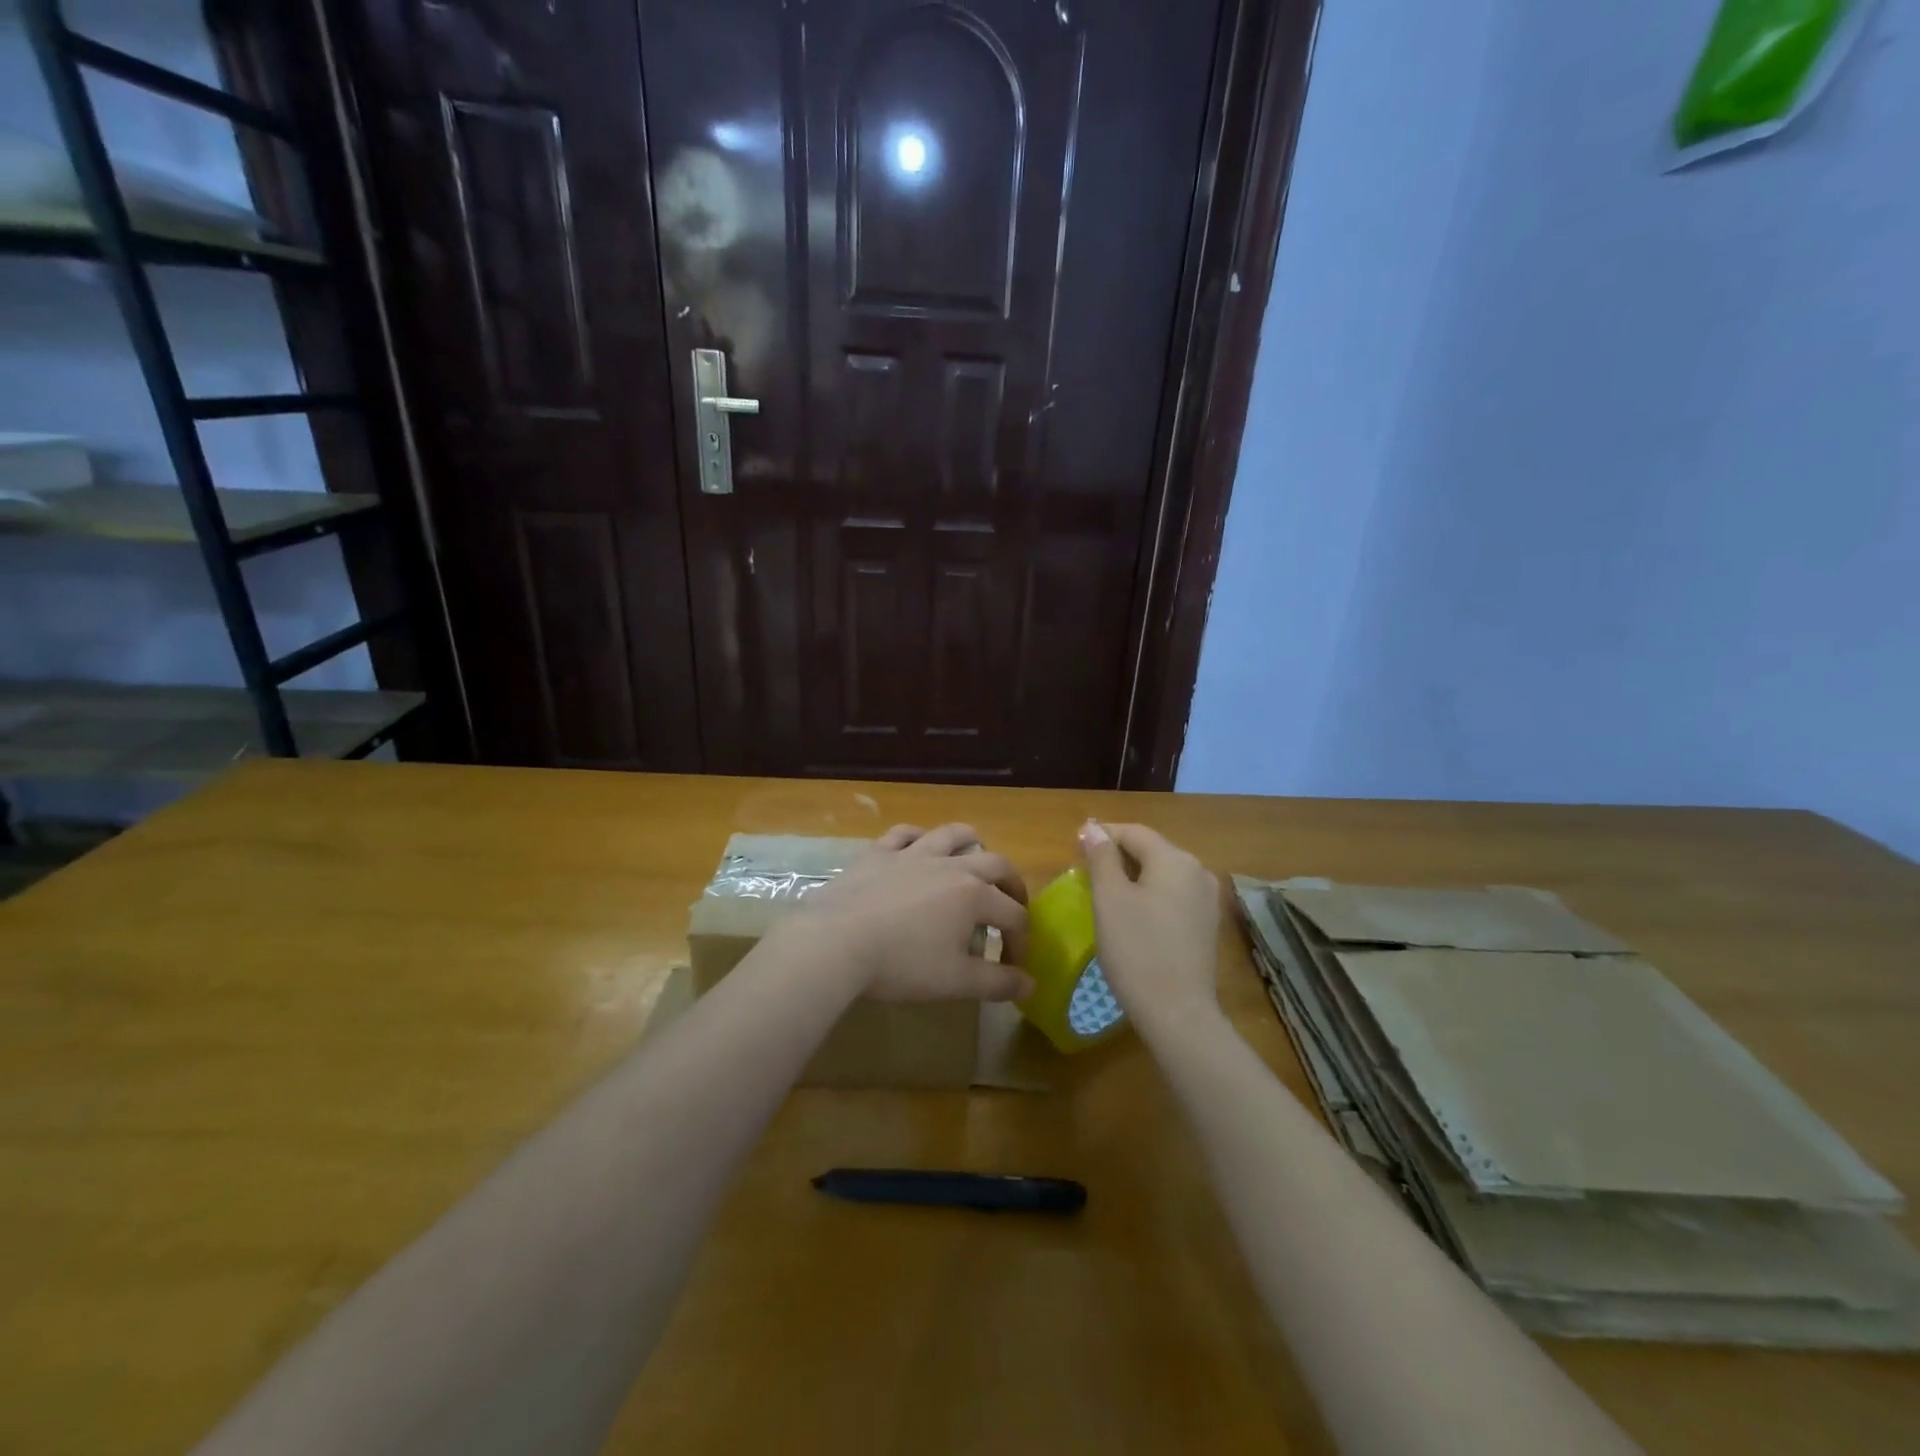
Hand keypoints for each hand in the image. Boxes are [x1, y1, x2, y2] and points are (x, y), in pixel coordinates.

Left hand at [775, 823, 1034, 1003]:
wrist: (835, 942)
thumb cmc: (901, 964)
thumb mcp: (955, 982)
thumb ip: (997, 983)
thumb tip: (1030, 985)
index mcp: (974, 896)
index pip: (1013, 915)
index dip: (1021, 941)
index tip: (1014, 966)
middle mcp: (950, 866)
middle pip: (996, 864)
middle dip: (1012, 885)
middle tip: (1012, 906)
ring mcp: (912, 854)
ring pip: (953, 835)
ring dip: (973, 844)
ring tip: (976, 859)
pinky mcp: (879, 853)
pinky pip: (905, 834)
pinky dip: (919, 838)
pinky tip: (918, 848)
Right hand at [1078, 820, 1221, 1030]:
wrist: (1177, 1013)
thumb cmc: (1136, 950)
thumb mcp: (1110, 899)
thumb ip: (1101, 858)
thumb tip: (1093, 828)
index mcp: (1175, 859)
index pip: (1133, 832)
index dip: (1102, 835)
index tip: (1074, 848)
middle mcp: (1198, 871)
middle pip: (1151, 850)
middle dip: (1117, 855)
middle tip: (1084, 872)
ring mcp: (1206, 899)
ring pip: (1162, 873)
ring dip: (1132, 876)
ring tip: (1103, 892)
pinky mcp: (1206, 925)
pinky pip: (1172, 895)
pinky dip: (1149, 895)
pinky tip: (1131, 915)